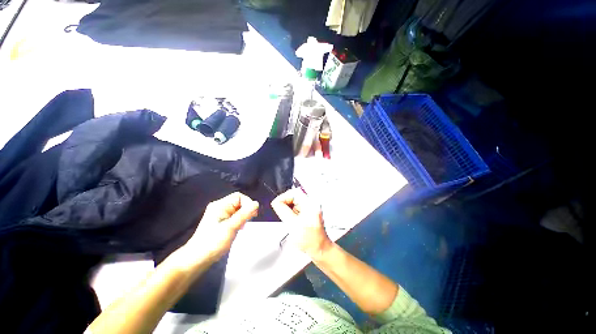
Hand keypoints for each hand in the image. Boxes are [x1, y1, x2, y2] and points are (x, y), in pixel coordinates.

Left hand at [182, 192, 258, 265]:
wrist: (196, 259)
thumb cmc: (213, 242)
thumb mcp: (231, 227)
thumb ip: (244, 214)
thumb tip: (256, 203)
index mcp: (220, 205)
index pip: (239, 196)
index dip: (248, 203)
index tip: (252, 215)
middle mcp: (219, 207)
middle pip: (238, 202)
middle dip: (245, 210)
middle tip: (247, 222)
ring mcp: (219, 214)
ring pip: (237, 209)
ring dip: (243, 216)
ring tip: (242, 227)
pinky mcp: (220, 221)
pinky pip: (233, 216)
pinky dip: (238, 220)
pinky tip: (238, 229)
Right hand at [271, 189, 330, 259]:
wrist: (319, 248)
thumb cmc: (311, 240)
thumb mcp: (292, 224)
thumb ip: (283, 211)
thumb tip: (276, 202)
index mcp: (310, 204)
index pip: (293, 193)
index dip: (283, 198)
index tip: (277, 204)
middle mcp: (312, 203)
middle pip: (294, 196)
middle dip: (286, 204)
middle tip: (283, 214)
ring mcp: (311, 207)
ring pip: (294, 202)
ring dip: (289, 209)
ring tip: (290, 220)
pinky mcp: (309, 211)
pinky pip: (297, 207)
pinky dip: (292, 213)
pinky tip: (293, 221)